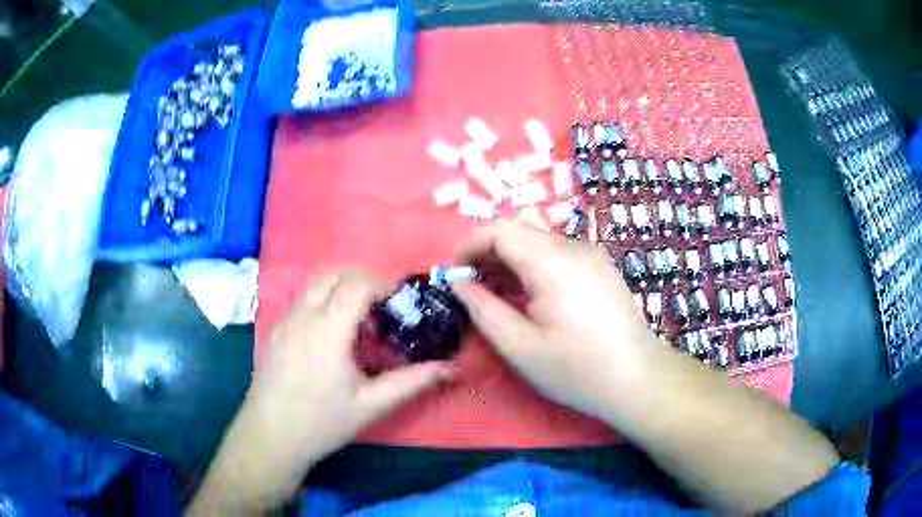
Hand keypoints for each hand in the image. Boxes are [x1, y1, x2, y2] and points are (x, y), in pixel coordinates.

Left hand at [192, 270, 453, 511]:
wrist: (270, 438)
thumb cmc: (321, 424)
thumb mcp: (371, 406)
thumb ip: (411, 382)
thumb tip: (449, 368)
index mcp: (327, 332)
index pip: (356, 285)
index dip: (382, 285)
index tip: (400, 305)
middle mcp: (303, 317)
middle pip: (334, 274)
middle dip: (363, 281)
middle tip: (383, 310)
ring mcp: (285, 321)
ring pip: (316, 284)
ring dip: (342, 290)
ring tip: (361, 323)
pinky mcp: (277, 330)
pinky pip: (304, 300)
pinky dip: (325, 301)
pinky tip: (335, 337)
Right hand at [452, 217, 658, 420]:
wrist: (637, 379)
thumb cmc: (577, 370)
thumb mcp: (520, 348)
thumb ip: (484, 310)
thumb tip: (459, 284)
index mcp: (552, 263)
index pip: (502, 230)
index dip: (471, 244)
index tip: (455, 272)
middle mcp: (574, 247)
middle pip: (521, 226)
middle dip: (489, 248)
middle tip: (473, 282)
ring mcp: (591, 254)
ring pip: (540, 237)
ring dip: (512, 255)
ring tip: (497, 291)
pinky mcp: (600, 266)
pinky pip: (558, 251)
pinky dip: (534, 262)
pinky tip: (530, 294)